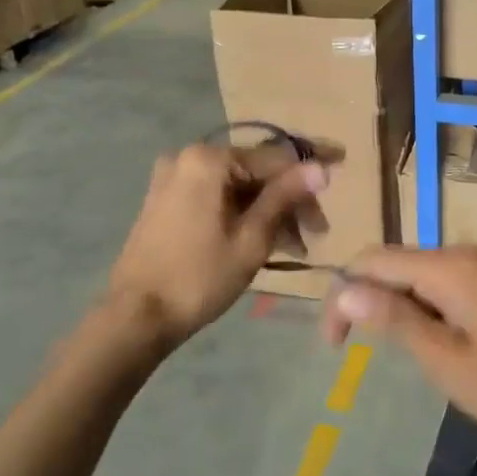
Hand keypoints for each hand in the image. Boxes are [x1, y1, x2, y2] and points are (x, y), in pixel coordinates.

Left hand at [104, 143, 328, 351]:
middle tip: (316, 233)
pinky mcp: (166, 200)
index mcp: (208, 160)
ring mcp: (173, 179)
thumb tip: (321, 168)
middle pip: (255, 171)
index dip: (310, 171)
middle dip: (289, 199)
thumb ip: (285, 197)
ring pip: (238, 186)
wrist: (135, 317)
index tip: (341, 174)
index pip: (274, 158)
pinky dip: (243, 214)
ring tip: (295, 247)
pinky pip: (217, 196)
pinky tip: (264, 240)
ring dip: (269, 211)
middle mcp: (188, 158)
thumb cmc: (199, 277)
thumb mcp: (252, 238)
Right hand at [320, 246, 476, 455]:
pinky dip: (424, 312)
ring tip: (403, 358)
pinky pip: (442, 288)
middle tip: (356, 355)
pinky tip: (434, 347)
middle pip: (394, 264)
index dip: (342, 295)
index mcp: (448, 266)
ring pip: (417, 277)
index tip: (333, 347)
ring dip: (396, 310)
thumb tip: (344, 288)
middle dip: (367, 301)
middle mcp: (462, 255)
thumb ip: (394, 319)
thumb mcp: (446, 360)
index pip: (373, 260)